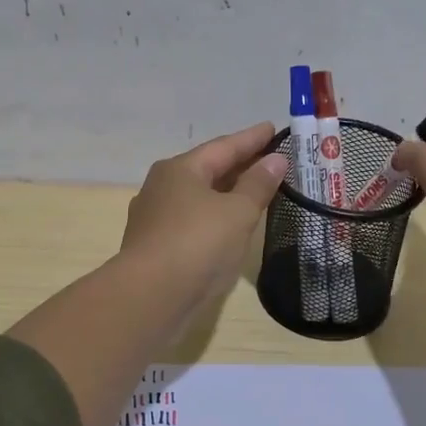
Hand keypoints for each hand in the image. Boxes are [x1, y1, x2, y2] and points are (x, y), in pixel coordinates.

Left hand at [120, 122, 288, 310]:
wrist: (150, 297)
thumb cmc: (197, 244)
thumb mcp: (237, 212)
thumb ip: (258, 184)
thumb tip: (275, 160)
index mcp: (180, 169)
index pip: (223, 147)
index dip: (251, 139)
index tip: (272, 128)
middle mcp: (162, 187)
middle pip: (208, 169)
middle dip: (239, 165)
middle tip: (270, 159)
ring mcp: (155, 218)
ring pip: (198, 197)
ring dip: (226, 193)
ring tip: (254, 192)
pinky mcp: (155, 246)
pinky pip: (193, 221)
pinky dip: (214, 217)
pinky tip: (228, 227)